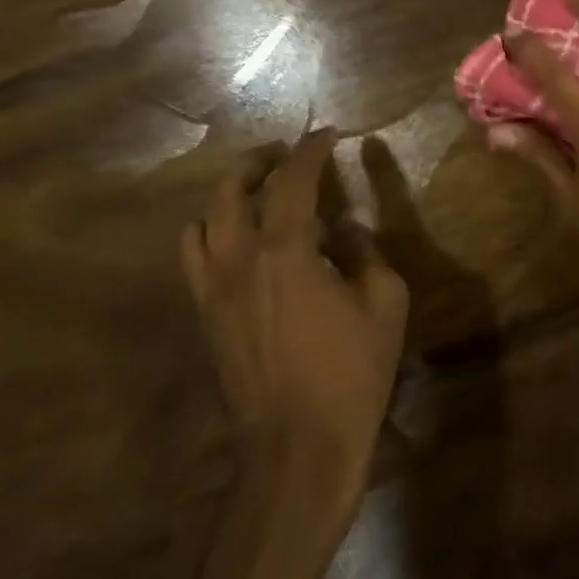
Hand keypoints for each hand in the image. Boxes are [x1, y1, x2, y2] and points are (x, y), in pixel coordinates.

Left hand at [180, 129, 408, 492]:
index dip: (311, 150)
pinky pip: (193, 257)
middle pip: (230, 190)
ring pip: (201, 221)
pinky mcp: (205, 317)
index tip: (329, 134)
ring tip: (257, 191)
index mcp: (285, 251)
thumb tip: (346, 229)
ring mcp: (212, 290)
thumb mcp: (384, 301)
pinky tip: (238, 240)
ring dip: (228, 194)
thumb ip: (365, 253)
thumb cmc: (352, 370)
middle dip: (259, 162)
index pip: (292, 180)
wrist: (299, 445)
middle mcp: (237, 260)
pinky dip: (211, 232)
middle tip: (287, 155)